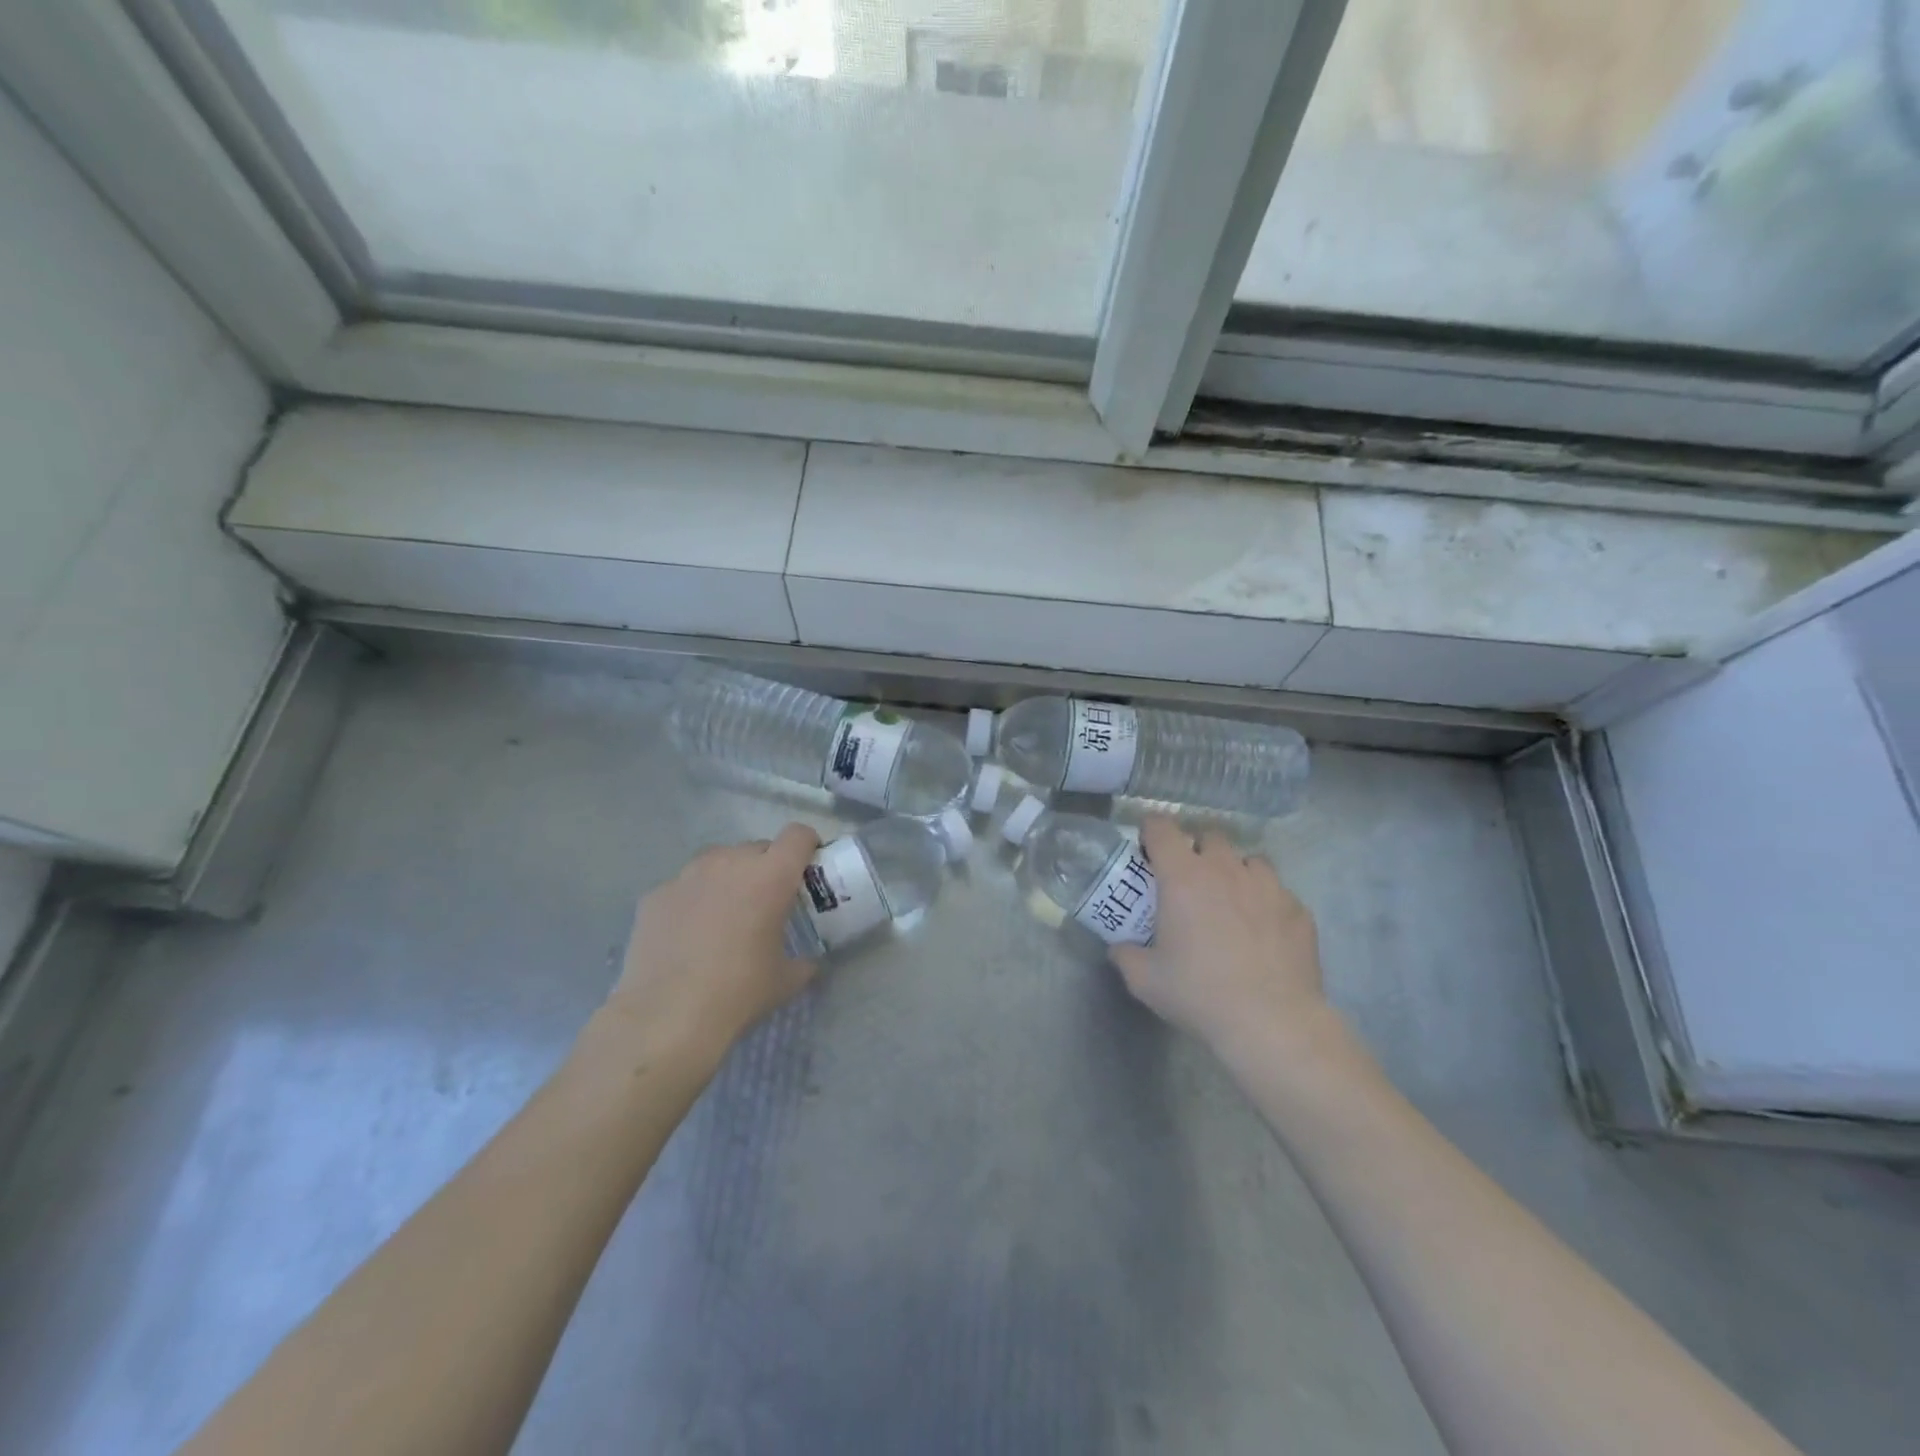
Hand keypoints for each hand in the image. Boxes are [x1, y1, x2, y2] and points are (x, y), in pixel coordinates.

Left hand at [600, 824, 821, 1071]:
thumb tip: (810, 963)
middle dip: (766, 867)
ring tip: (724, 915)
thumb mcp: (785, 980)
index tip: (807, 867)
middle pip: (757, 847)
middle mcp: (729, 862)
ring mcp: (687, 875)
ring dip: (729, 878)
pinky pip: (685, 886)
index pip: (798, 835)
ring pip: (718, 861)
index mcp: (770, 876)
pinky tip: (687, 935)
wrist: (666, 1017)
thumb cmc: (738, 992)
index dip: (807, 845)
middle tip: (766, 901)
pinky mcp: (656, 894)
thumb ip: (804, 962)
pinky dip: (693, 900)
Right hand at [1110, 817, 1337, 1067]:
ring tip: (1231, 902)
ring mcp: (1268, 886)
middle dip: (1197, 850)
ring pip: (1249, 860)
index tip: (1148, 848)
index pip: (1162, 828)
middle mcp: (1225, 869)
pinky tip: (1263, 932)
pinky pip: (1277, 892)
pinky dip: (1265, 902)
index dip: (1151, 831)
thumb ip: (1126, 955)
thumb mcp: (1145, 980)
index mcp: (1183, 876)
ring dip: (1235, 872)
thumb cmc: (1199, 994)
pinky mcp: (1298, 909)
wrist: (1272, 1022)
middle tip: (1189, 881)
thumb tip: (1119, 947)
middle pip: (1209, 836)